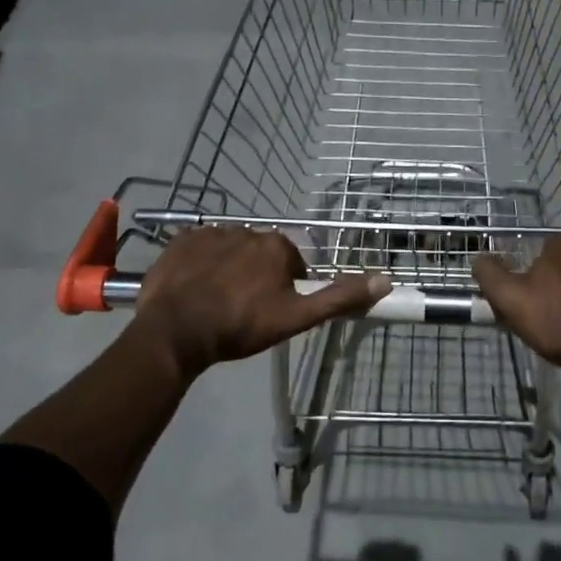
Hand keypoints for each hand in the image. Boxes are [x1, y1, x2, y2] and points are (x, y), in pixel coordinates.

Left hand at [134, 228, 386, 378]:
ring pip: (229, 252)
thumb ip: (338, 298)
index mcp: (276, 246)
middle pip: (260, 255)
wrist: (175, 332)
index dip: (285, 289)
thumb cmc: (240, 326)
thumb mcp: (296, 318)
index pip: (291, 264)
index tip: (272, 312)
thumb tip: (384, 280)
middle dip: (256, 278)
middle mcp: (246, 229)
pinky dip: (200, 266)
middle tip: (244, 311)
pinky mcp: (179, 241)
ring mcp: (209, 233)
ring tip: (216, 304)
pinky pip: (198, 250)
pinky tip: (193, 291)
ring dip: (228, 270)